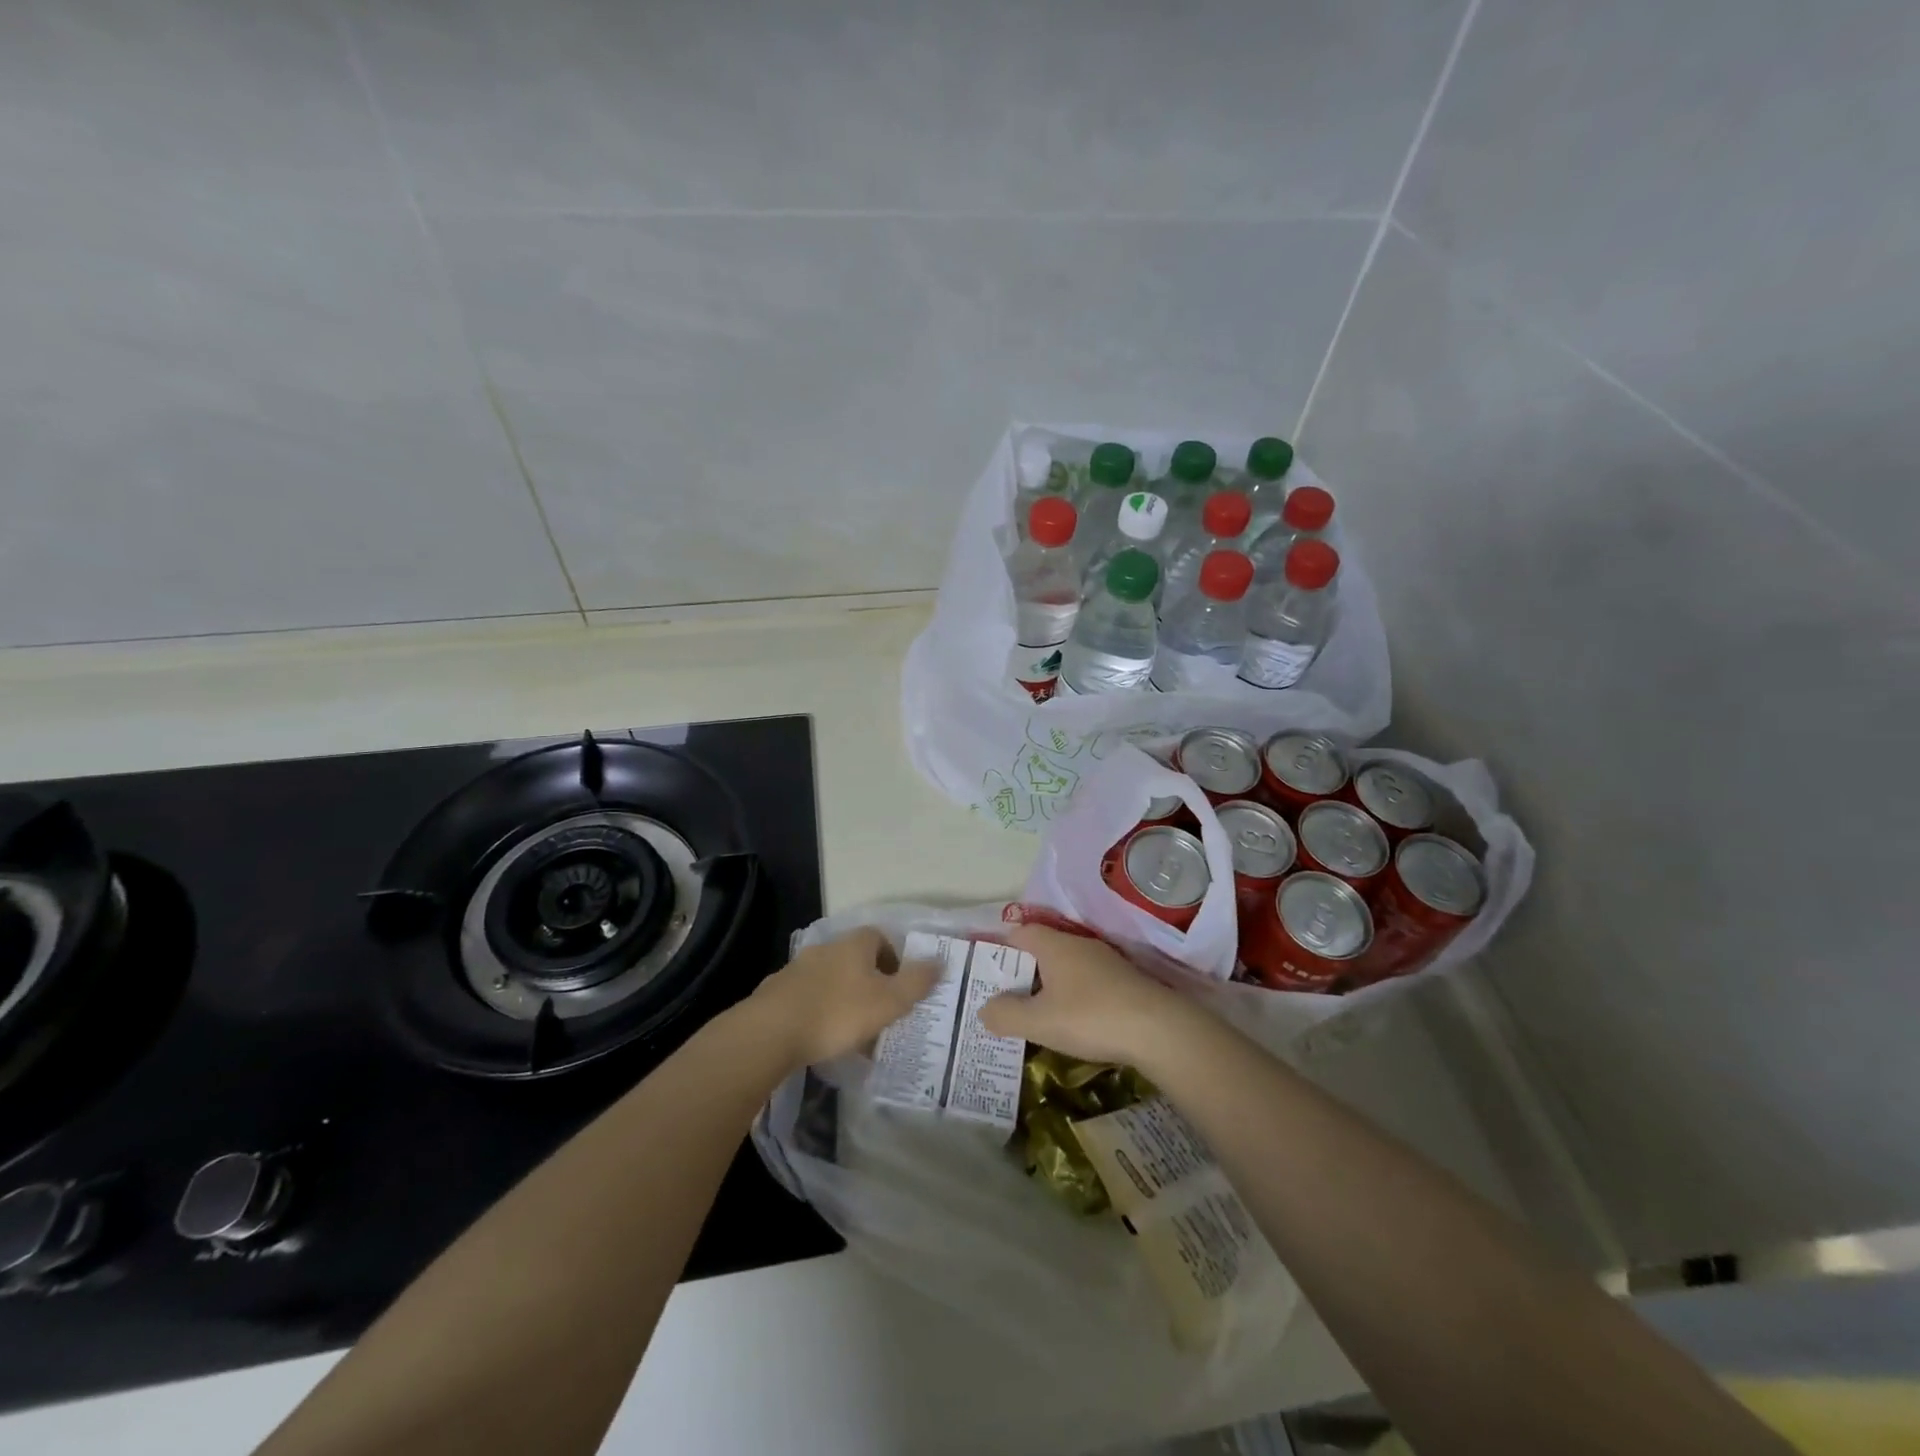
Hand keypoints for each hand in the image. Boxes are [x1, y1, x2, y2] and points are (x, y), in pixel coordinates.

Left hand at [749, 927, 940, 1067]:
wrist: (771, 1031)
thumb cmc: (838, 1012)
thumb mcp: (888, 1001)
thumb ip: (916, 982)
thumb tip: (940, 961)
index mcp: (855, 944)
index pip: (881, 938)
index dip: (895, 959)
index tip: (901, 987)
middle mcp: (827, 947)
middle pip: (856, 958)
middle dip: (870, 981)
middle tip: (882, 1011)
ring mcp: (799, 968)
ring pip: (832, 978)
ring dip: (844, 998)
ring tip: (853, 1031)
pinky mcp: (779, 992)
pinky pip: (809, 997)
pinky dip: (820, 1011)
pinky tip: (822, 1038)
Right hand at [977, 925, 1193, 1066]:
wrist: (1158, 1029)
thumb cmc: (1090, 1017)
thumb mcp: (1039, 1022)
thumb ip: (1006, 1015)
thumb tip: (984, 1009)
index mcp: (1054, 945)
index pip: (1020, 932)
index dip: (1001, 948)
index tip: (988, 970)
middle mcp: (1079, 944)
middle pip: (1044, 948)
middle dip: (1025, 969)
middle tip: (1007, 996)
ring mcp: (1106, 961)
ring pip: (1067, 966)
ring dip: (1051, 984)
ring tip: (1037, 1012)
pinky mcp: (1125, 980)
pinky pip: (1088, 981)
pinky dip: (1075, 995)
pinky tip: (1074, 1020)